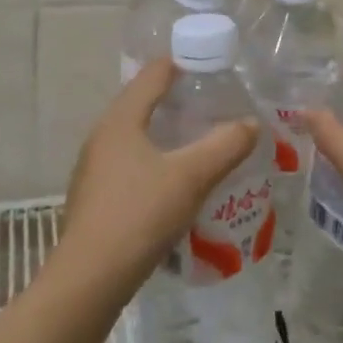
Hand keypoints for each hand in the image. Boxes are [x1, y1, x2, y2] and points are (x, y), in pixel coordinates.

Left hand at [60, 58, 259, 286]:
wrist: (90, 279)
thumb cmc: (139, 214)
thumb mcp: (191, 176)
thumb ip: (225, 145)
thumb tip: (251, 123)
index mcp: (120, 119)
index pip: (152, 75)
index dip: (182, 63)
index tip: (212, 65)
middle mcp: (102, 136)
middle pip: (141, 103)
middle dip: (175, 99)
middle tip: (212, 103)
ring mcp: (93, 168)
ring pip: (134, 136)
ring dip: (164, 132)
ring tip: (198, 140)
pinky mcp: (94, 197)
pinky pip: (128, 163)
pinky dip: (153, 159)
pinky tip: (173, 180)